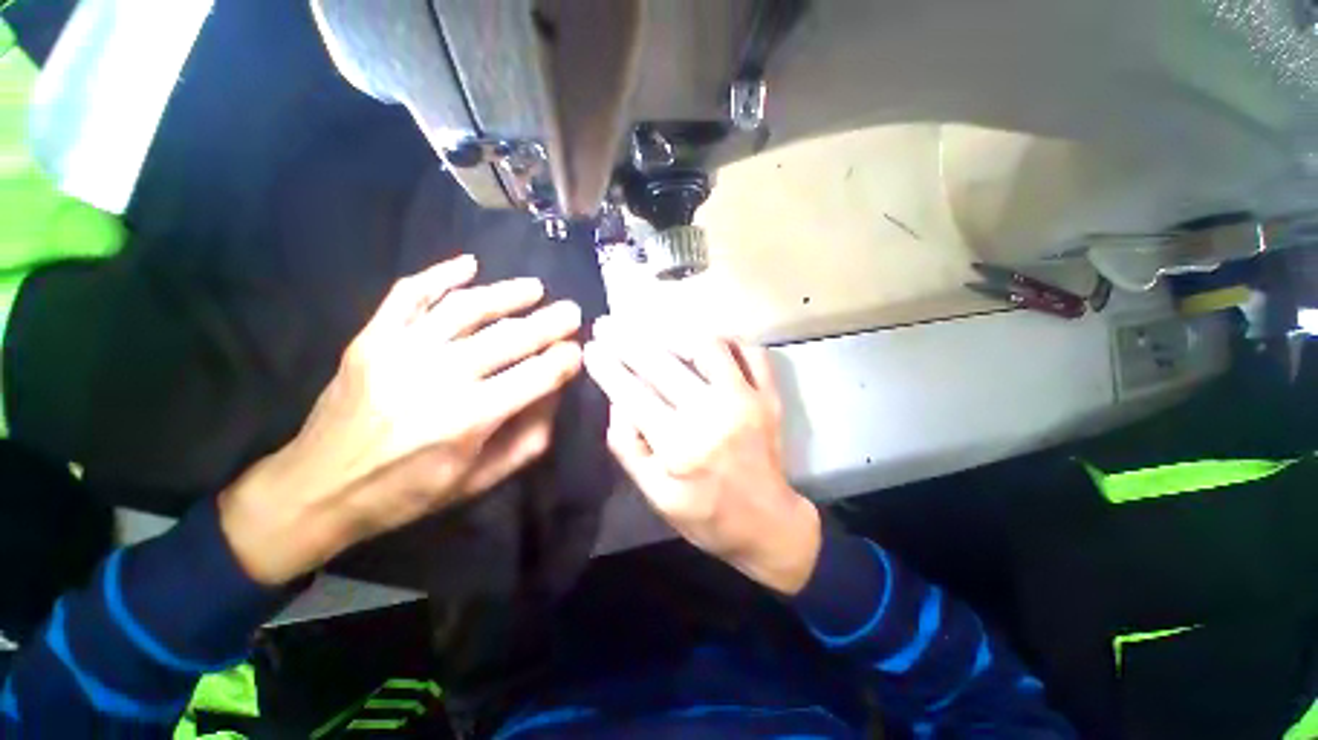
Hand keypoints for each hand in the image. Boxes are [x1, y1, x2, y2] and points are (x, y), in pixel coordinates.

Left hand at [219, 255, 583, 584]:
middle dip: (551, 322)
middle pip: (509, 337)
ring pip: (466, 309)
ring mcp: (399, 351)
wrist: (317, 489)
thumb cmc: (409, 491)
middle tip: (572, 311)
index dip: (565, 360)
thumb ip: (530, 436)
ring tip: (535, 287)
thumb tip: (555, 391)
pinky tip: (468, 264)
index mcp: (468, 420)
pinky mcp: (370, 339)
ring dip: (507, 294)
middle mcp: (437, 378)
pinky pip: (408, 295)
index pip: (536, 376)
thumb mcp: (481, 479)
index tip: (578, 351)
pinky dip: (440, 275)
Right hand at [583, 317, 820, 594]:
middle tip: (607, 324)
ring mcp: (747, 400)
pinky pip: (750, 351)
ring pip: (707, 346)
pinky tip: (706, 340)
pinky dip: (727, 339)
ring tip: (653, 328)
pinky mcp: (769, 396)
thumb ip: (629, 448)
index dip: (607, 367)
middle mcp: (713, 415)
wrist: (768, 524)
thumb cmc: (705, 515)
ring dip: (674, 333)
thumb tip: (618, 401)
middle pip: (662, 363)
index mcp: (679, 446)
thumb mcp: (655, 495)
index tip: (591, 347)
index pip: (632, 394)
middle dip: (627, 339)